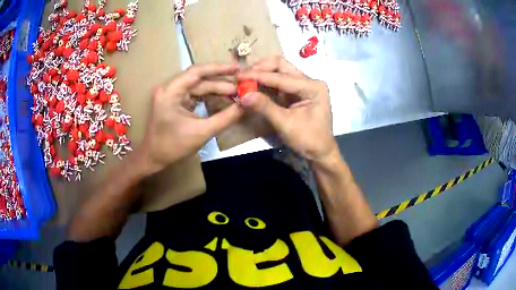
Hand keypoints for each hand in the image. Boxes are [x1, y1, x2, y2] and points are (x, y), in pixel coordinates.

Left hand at [139, 63, 242, 173]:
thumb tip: (245, 105)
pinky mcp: (175, 101)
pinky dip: (209, 97)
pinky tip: (223, 99)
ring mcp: (171, 94)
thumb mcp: (201, 132)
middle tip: (242, 86)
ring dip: (216, 90)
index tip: (237, 69)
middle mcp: (169, 88)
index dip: (218, 68)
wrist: (153, 158)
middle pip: (199, 79)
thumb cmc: (173, 146)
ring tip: (236, 93)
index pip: (196, 72)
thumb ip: (225, 118)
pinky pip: (195, 94)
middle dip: (220, 83)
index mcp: (170, 92)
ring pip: (198, 86)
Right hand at [237, 57, 337, 164]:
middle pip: (282, 66)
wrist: (320, 152)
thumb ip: (265, 107)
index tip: (239, 76)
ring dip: (262, 74)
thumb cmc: (308, 139)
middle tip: (242, 75)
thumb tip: (243, 95)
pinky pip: (279, 82)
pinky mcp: (296, 92)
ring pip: (280, 71)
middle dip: (261, 68)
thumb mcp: (286, 124)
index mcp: (312, 87)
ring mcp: (303, 85)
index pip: (282, 77)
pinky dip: (265, 82)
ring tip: (245, 79)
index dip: (258, 76)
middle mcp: (309, 81)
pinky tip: (253, 85)